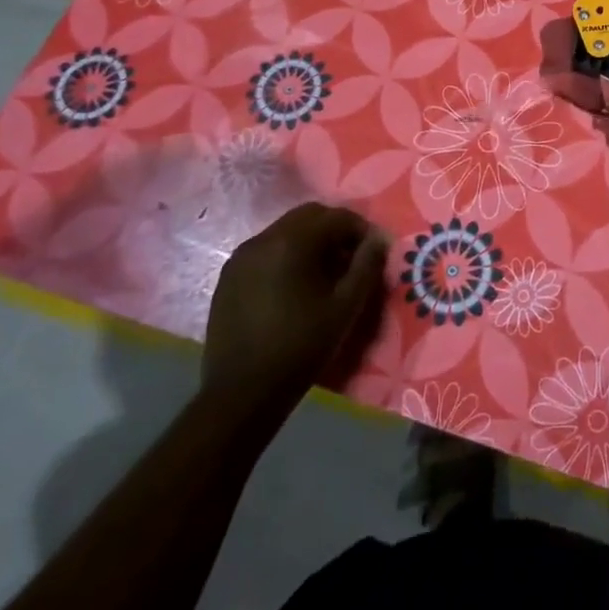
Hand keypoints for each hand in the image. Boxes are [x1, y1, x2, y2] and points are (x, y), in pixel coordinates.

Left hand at [202, 203, 390, 406]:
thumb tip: (380, 239)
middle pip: (308, 216)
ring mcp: (241, 257)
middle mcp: (263, 239)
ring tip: (325, 274)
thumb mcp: (346, 307)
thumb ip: (367, 266)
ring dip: (310, 242)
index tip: (374, 252)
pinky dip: (287, 256)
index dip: (361, 229)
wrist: (242, 393)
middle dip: (335, 230)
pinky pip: (266, 251)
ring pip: (285, 231)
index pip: (336, 217)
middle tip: (351, 258)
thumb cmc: (301, 346)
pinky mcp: (229, 277)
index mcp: (292, 242)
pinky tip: (295, 286)